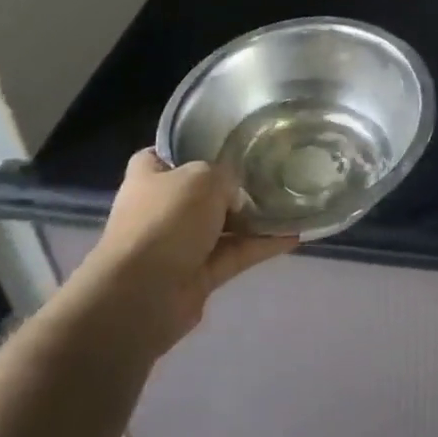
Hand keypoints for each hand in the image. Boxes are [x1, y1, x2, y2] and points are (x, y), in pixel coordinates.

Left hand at [85, 150, 294, 346]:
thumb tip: (235, 194)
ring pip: (224, 225)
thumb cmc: (165, 220)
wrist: (143, 295)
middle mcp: (162, 208)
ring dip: (254, 217)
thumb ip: (225, 176)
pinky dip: (262, 245)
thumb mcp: (203, 177)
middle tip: (271, 169)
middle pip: (202, 190)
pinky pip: (236, 253)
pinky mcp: (199, 275)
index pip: (165, 154)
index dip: (190, 147)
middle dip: (233, 184)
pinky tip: (294, 234)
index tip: (224, 142)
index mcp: (149, 177)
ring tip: (292, 200)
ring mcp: (180, 244)